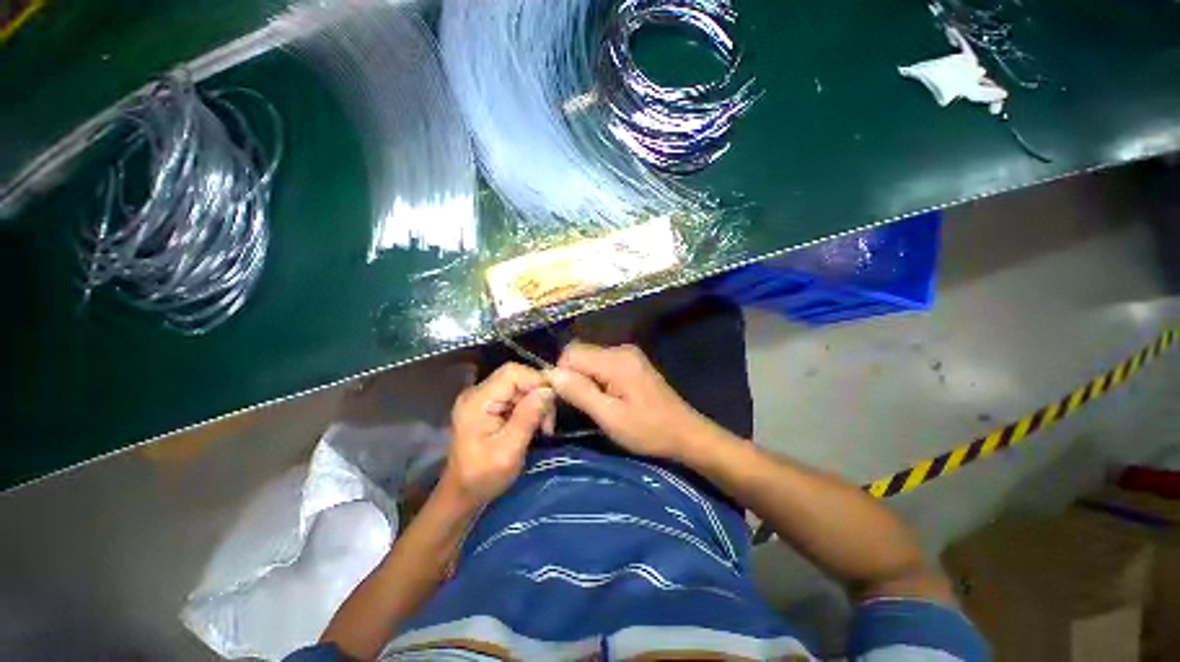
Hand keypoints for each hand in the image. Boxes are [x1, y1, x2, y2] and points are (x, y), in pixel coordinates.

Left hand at [440, 363, 554, 507]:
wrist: (462, 493)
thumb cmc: (483, 477)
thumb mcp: (509, 451)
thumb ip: (527, 418)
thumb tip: (548, 390)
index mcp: (477, 402)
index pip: (511, 373)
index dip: (536, 380)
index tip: (552, 402)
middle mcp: (477, 393)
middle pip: (517, 377)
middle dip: (538, 395)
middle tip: (547, 423)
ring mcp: (482, 398)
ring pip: (520, 386)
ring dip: (536, 403)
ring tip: (543, 427)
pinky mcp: (489, 405)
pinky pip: (515, 395)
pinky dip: (529, 407)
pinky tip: (533, 425)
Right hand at [550, 342, 718, 459]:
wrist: (685, 433)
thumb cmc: (648, 430)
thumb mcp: (610, 417)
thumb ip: (580, 392)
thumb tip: (551, 374)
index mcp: (615, 360)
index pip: (570, 353)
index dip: (561, 374)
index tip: (565, 401)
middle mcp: (620, 349)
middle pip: (579, 353)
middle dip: (572, 376)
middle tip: (581, 405)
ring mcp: (628, 354)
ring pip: (589, 358)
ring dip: (584, 378)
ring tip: (594, 404)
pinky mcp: (631, 362)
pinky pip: (601, 363)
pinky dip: (595, 378)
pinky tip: (605, 397)